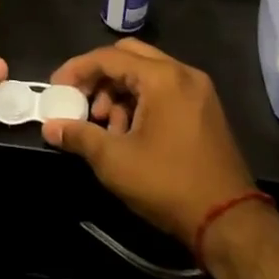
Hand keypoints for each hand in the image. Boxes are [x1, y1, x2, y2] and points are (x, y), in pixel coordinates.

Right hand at [40, 39, 253, 244]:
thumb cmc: (167, 183)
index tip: (56, 88)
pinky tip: (128, 133)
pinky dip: (140, 102)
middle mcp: (183, 74)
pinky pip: (164, 90)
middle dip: (99, 77)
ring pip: (146, 74)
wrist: (228, 221)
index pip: (109, 57)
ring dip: (119, 92)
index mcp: (163, 78)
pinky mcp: (204, 110)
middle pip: (129, 56)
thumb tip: (50, 127)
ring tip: (105, 126)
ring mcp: (198, 91)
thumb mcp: (114, 160)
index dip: (77, 69)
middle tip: (80, 101)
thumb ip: (79, 135)